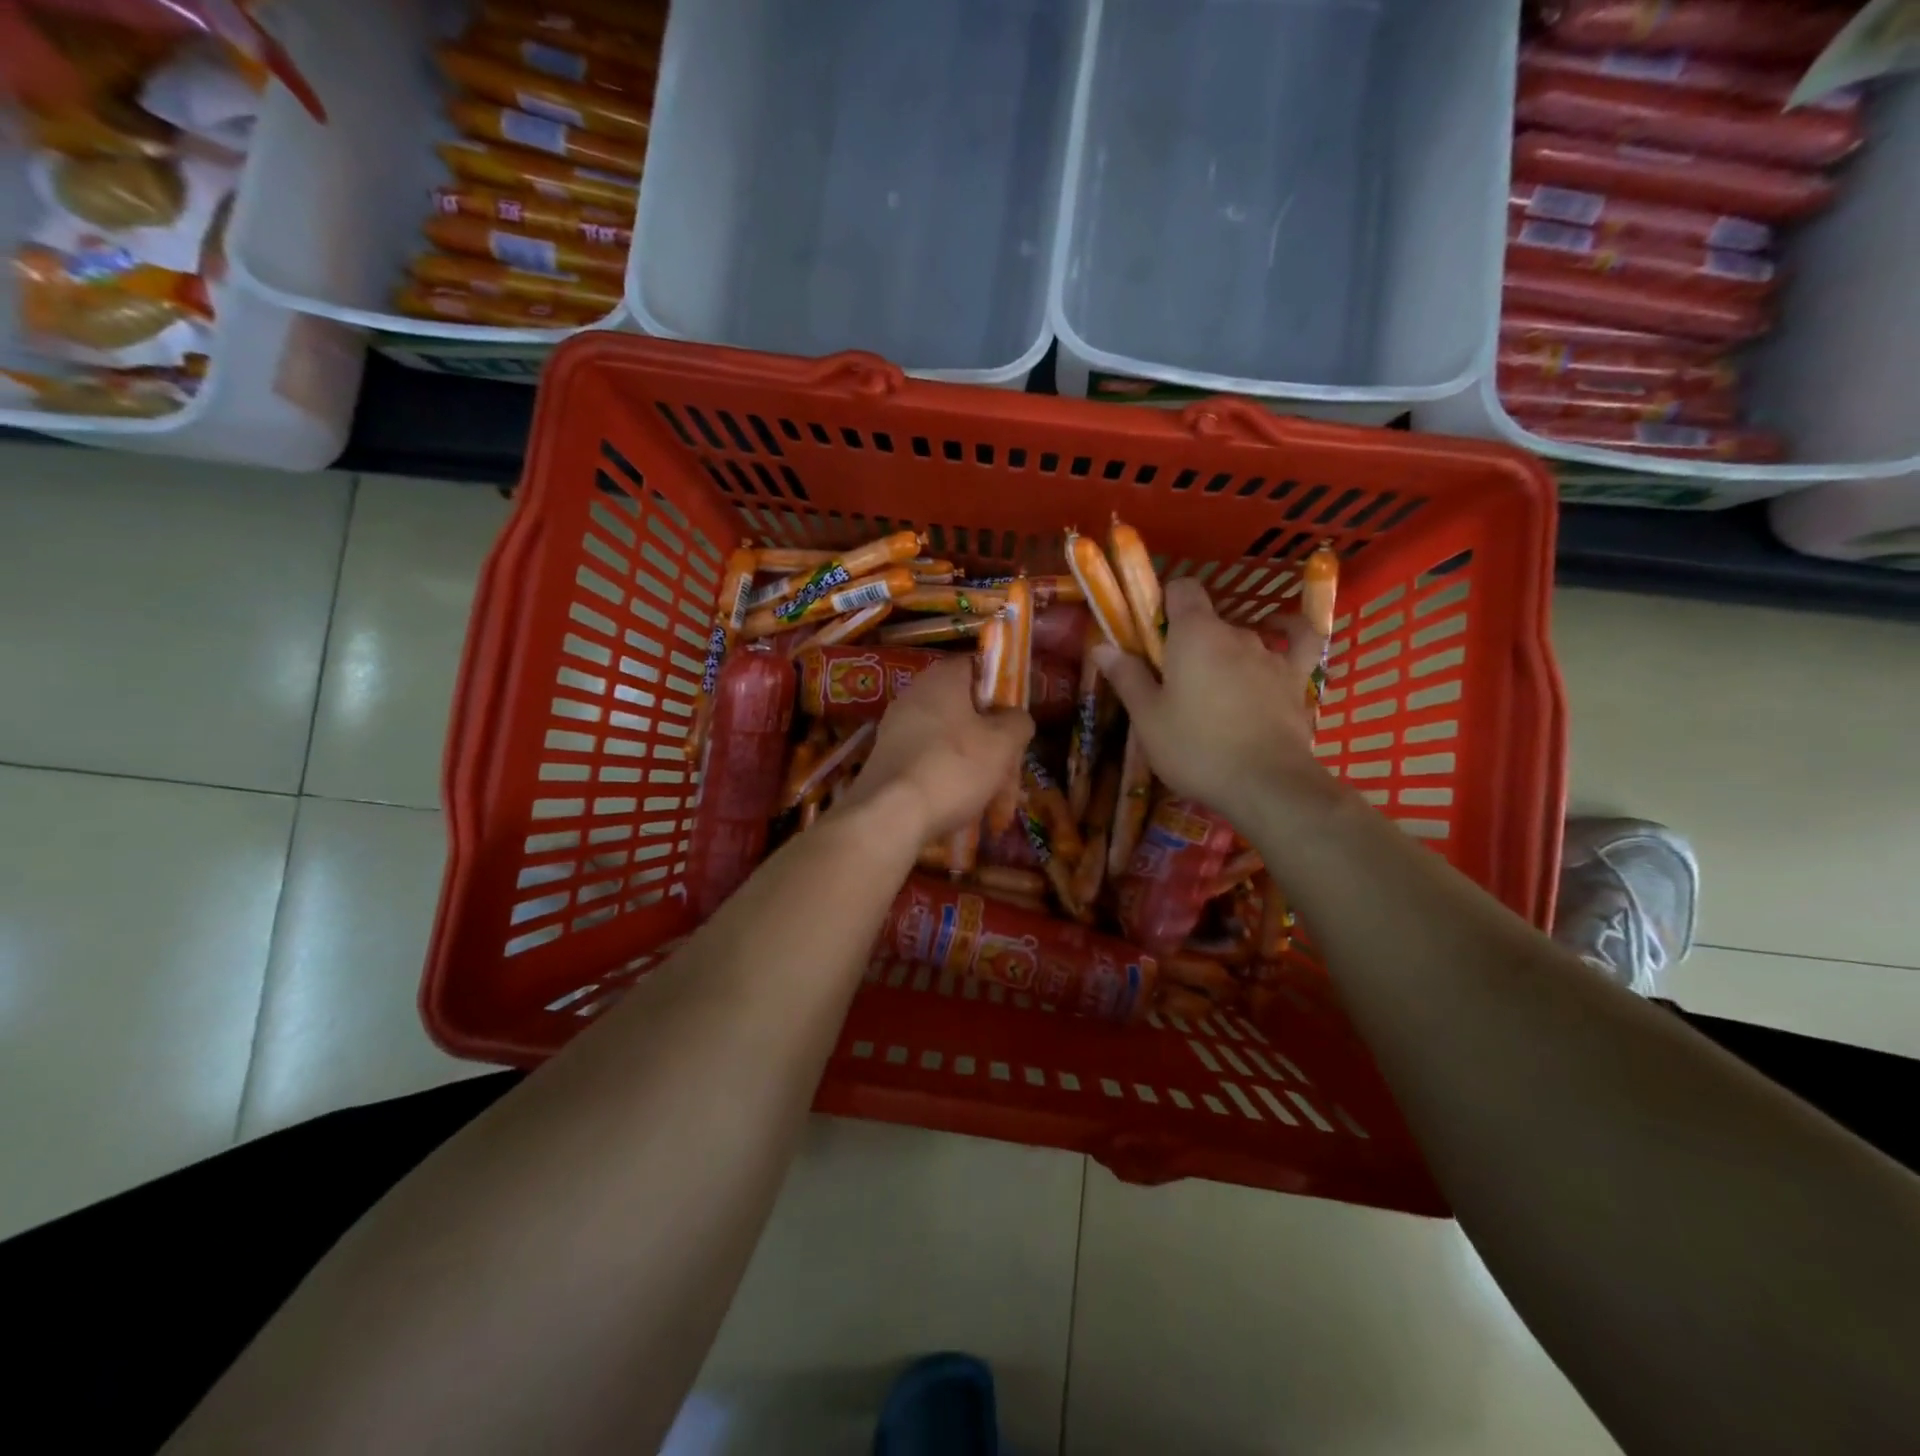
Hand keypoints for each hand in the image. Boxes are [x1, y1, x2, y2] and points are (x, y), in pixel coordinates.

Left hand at [842, 656, 1032, 839]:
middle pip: (965, 709)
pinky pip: (928, 761)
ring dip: (973, 765)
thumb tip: (1015, 718)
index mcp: (942, 677)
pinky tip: (962, 807)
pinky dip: (948, 778)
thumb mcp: (1003, 743)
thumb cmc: (953, 767)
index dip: (1002, 689)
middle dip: (991, 739)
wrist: (889, 815)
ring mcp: (895, 728)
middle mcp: (914, 694)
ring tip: (993, 800)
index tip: (1016, 718)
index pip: (978, 667)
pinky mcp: (886, 759)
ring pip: (949, 740)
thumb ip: (1018, 722)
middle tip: (1010, 770)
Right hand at [1092, 577, 1322, 812]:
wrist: (1265, 784)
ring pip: (1240, 639)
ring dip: (1223, 654)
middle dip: (1188, 641)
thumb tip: (1102, 645)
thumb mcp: (1148, 717)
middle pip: (1207, 620)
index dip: (1164, 603)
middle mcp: (1235, 632)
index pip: (1181, 588)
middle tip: (1171, 681)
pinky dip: (1287, 634)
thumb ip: (1127, 676)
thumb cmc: (1195, 748)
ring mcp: (1270, 654)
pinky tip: (1279, 633)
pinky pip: (1296, 644)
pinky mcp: (1296, 679)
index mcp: (1195, 633)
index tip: (1150, 634)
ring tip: (1210, 692)